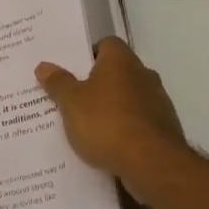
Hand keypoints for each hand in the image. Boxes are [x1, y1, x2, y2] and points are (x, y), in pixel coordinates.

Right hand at [36, 37, 188, 190]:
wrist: (152, 163)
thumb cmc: (107, 123)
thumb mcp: (72, 103)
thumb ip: (58, 83)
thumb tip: (44, 66)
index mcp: (121, 61)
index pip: (106, 44)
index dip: (89, 54)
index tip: (72, 71)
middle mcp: (144, 74)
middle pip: (117, 72)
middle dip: (98, 84)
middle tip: (73, 98)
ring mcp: (158, 101)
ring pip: (129, 98)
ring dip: (113, 108)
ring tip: (88, 126)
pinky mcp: (165, 128)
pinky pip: (139, 121)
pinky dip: (126, 129)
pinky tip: (109, 145)